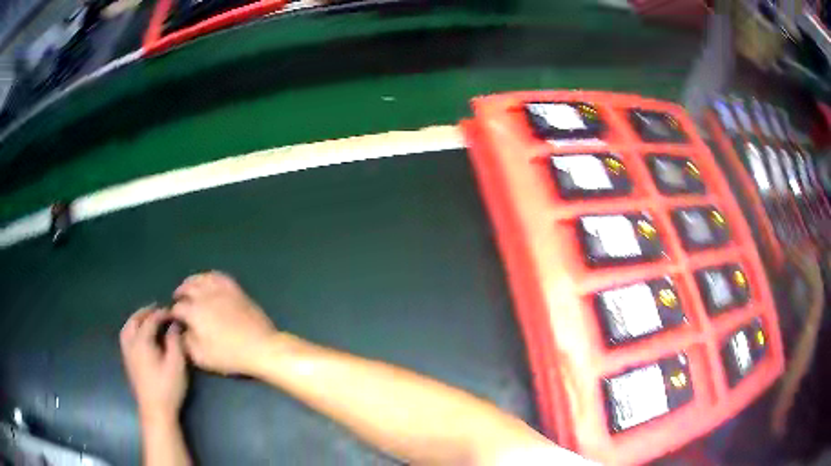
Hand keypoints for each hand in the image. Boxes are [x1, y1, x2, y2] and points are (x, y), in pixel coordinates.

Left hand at [120, 306, 187, 423]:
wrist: (155, 411)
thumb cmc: (167, 387)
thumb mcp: (176, 364)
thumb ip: (175, 342)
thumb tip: (174, 325)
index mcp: (142, 342)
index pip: (150, 320)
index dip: (161, 314)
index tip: (173, 312)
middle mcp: (131, 344)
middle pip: (134, 321)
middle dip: (145, 312)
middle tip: (157, 309)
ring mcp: (127, 354)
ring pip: (127, 329)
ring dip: (136, 320)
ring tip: (146, 319)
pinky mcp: (128, 363)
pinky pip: (126, 338)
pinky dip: (132, 330)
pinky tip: (140, 336)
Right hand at [172, 271, 276, 374]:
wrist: (260, 347)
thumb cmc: (229, 355)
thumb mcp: (201, 357)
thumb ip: (186, 343)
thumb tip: (181, 331)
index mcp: (194, 311)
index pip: (177, 308)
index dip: (173, 313)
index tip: (173, 319)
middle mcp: (204, 295)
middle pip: (187, 288)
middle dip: (180, 294)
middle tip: (177, 300)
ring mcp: (221, 290)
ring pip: (201, 279)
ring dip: (191, 282)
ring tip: (188, 287)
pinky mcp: (235, 289)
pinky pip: (218, 276)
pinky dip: (209, 276)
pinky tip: (207, 281)